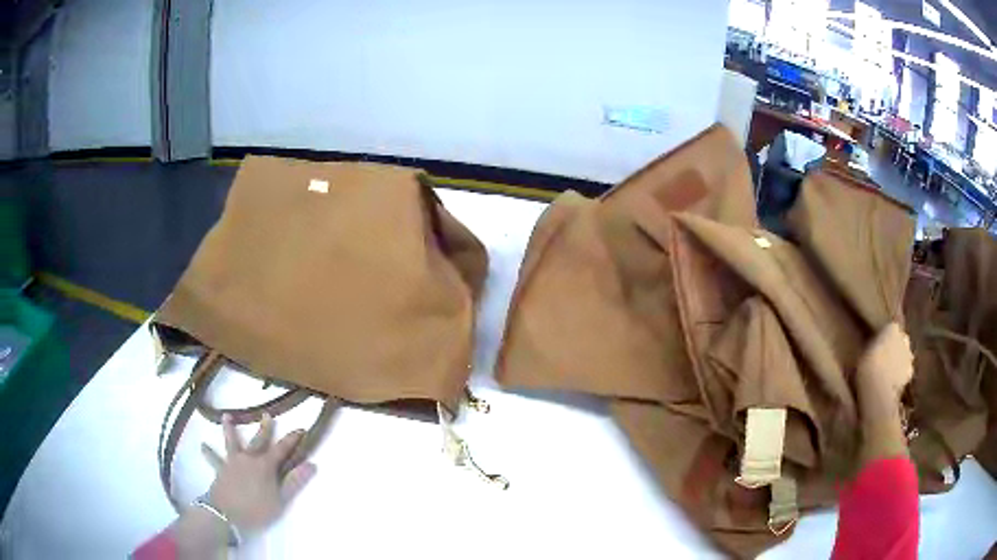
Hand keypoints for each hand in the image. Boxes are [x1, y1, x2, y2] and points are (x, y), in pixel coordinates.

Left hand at [200, 413, 316, 534]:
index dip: (292, 439)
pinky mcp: (220, 470)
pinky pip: (214, 460)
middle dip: (264, 429)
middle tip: (267, 415)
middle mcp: (249, 458)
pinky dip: (208, 453)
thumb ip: (294, 482)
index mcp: (265, 465)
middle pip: (258, 441)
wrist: (226, 513)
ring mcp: (232, 462)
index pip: (282, 449)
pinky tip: (203, 446)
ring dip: (230, 429)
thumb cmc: (256, 509)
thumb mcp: (280, 500)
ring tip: (227, 416)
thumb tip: (311, 464)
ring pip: (232, 442)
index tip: (301, 429)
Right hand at [855, 323, 913, 464]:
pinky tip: (892, 386)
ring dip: (900, 363)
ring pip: (905, 357)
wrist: (879, 391)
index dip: (886, 337)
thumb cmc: (867, 367)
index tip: (878, 347)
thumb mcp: (865, 352)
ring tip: (889, 375)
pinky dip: (901, 377)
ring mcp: (909, 357)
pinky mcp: (911, 374)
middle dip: (896, 348)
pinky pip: (905, 373)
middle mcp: (904, 337)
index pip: (891, 328)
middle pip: (901, 341)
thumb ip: (875, 346)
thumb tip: (877, 347)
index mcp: (892, 327)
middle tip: (885, 360)